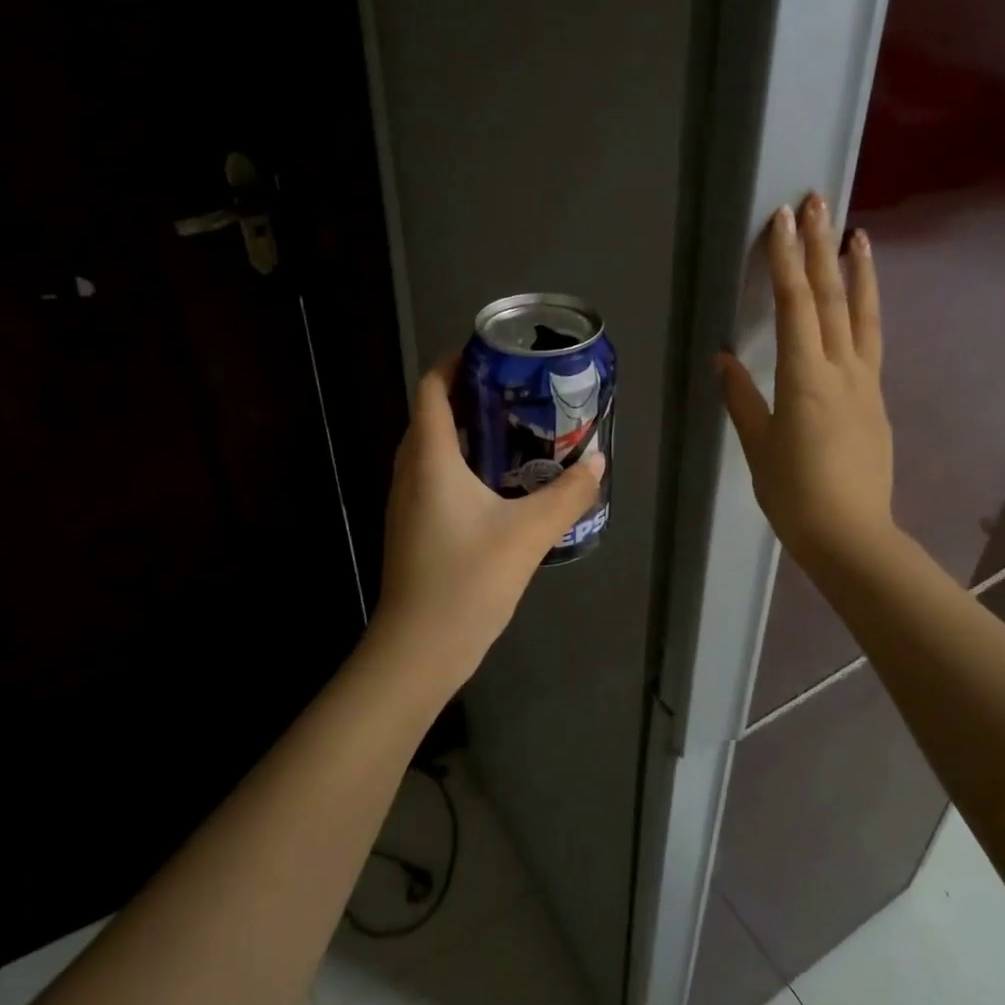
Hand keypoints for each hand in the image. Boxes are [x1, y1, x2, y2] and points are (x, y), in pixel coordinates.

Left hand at [372, 359, 605, 684]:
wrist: (419, 649)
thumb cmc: (467, 580)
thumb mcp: (529, 533)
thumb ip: (568, 494)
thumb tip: (598, 460)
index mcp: (430, 459)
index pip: (431, 390)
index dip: (455, 363)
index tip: (493, 356)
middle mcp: (410, 472)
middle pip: (431, 415)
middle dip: (469, 396)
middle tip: (516, 393)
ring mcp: (407, 503)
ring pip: (431, 449)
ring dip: (465, 432)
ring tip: (513, 431)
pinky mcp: (413, 529)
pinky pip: (433, 478)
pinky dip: (461, 465)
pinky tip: (498, 484)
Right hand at [717, 195, 895, 570]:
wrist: (851, 535)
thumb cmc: (794, 494)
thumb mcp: (758, 445)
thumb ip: (743, 397)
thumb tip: (726, 358)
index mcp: (805, 379)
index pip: (795, 305)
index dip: (787, 260)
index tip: (782, 220)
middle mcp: (841, 369)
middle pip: (831, 297)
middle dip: (820, 246)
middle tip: (817, 202)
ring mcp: (865, 382)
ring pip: (863, 315)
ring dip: (857, 271)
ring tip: (856, 234)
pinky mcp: (876, 398)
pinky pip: (872, 341)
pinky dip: (867, 309)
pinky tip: (862, 298)